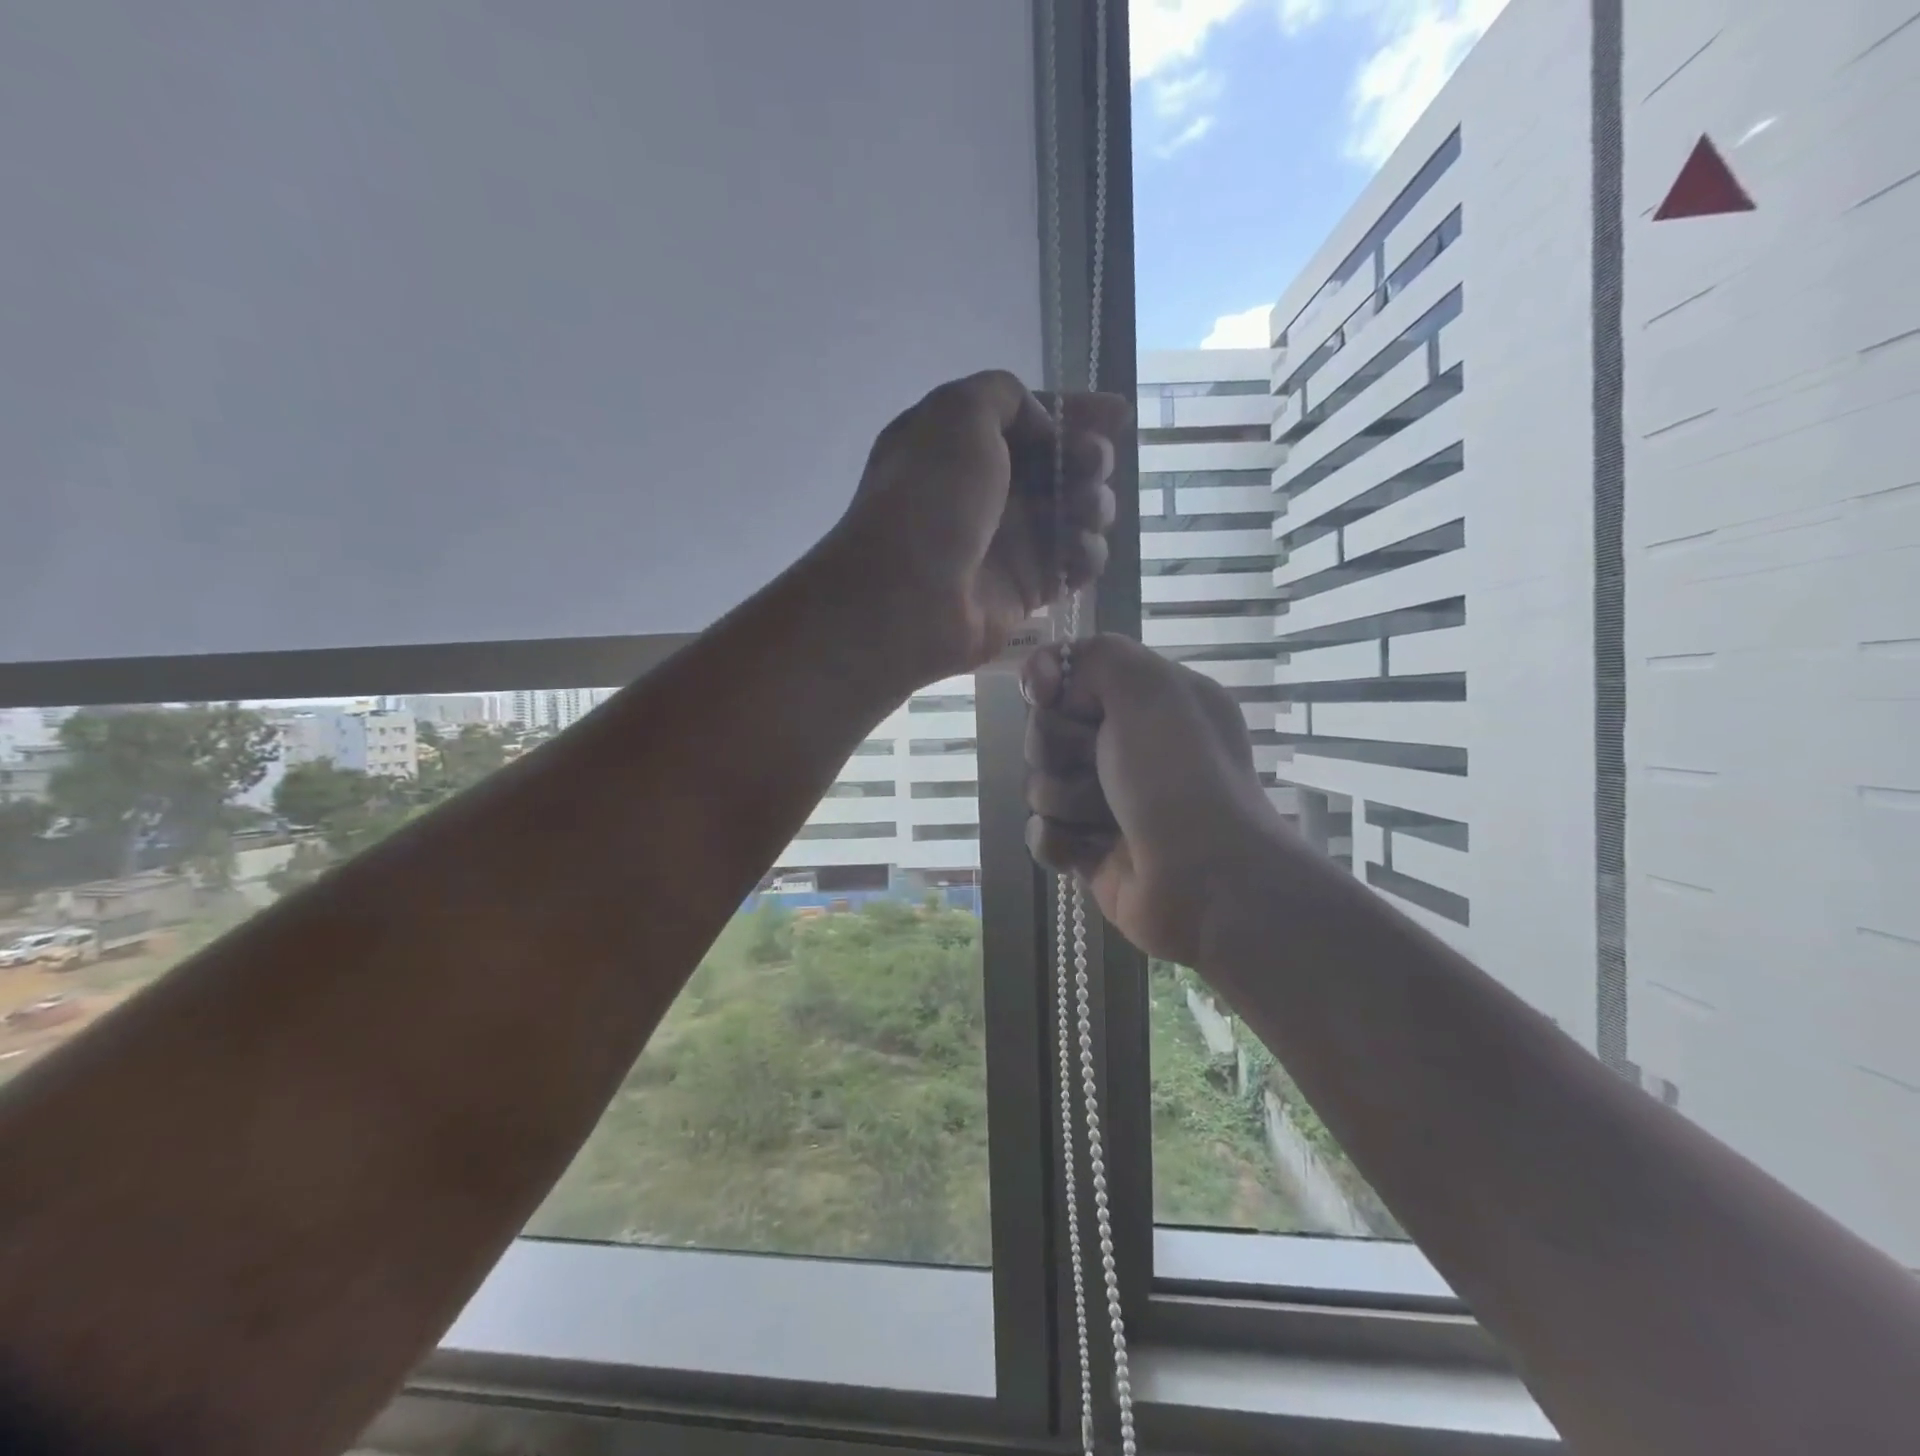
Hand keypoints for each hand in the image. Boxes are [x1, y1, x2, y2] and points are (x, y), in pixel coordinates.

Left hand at [817, 371, 1130, 685]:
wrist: (907, 596)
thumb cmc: (930, 498)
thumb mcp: (957, 413)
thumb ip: (1005, 395)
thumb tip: (1042, 426)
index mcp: (962, 443)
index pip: (1030, 419)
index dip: (1075, 412)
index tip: (1117, 414)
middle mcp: (987, 489)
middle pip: (1059, 464)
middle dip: (1087, 457)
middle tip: (1089, 466)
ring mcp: (1008, 540)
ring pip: (1075, 512)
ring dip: (1093, 505)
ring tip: (1083, 512)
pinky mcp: (1027, 587)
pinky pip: (1074, 563)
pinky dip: (1086, 554)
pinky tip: (1079, 553)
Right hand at [1022, 634, 1287, 966]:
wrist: (1207, 880)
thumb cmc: (1179, 773)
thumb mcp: (1148, 686)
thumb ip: (1094, 655)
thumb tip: (1046, 678)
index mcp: (1150, 702)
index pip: (1071, 677)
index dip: (1051, 684)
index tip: (1046, 694)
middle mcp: (1129, 747)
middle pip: (1047, 731)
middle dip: (1060, 748)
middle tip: (1098, 763)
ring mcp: (1108, 801)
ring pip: (1041, 784)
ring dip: (1066, 800)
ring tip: (1107, 819)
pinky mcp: (1091, 850)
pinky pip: (1043, 833)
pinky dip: (1057, 841)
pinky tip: (1084, 850)